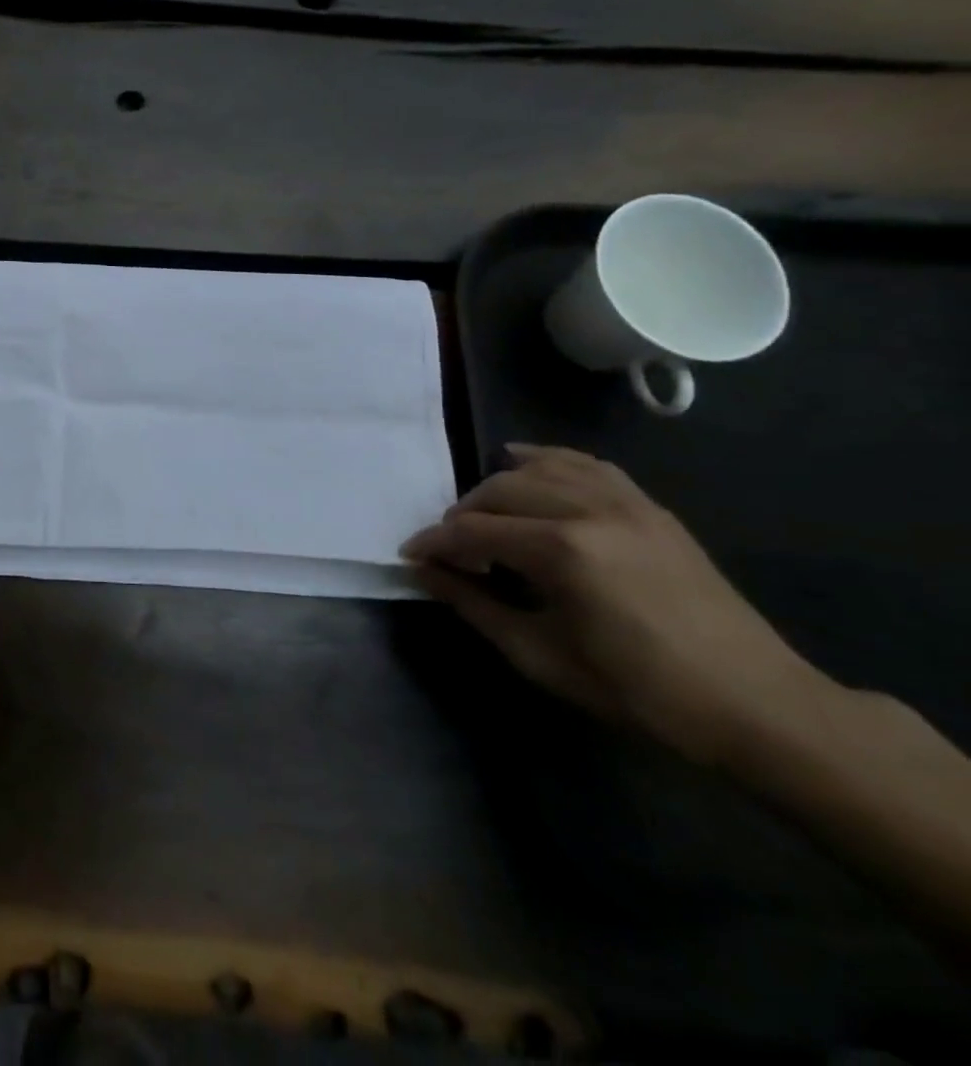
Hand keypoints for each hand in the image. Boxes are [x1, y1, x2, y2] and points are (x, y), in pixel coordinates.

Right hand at [401, 444, 827, 766]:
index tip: (410, 555)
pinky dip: (549, 460)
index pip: (472, 531)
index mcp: (562, 551)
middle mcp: (590, 511)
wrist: (755, 705)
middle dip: (461, 516)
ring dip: (499, 486)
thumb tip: (424, 571)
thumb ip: (473, 604)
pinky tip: (527, 463)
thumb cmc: (638, 689)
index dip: (433, 542)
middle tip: (451, 550)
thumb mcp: (540, 655)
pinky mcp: (651, 509)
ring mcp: (626, 503)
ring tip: (484, 514)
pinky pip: (587, 465)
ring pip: (539, 468)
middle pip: (499, 491)